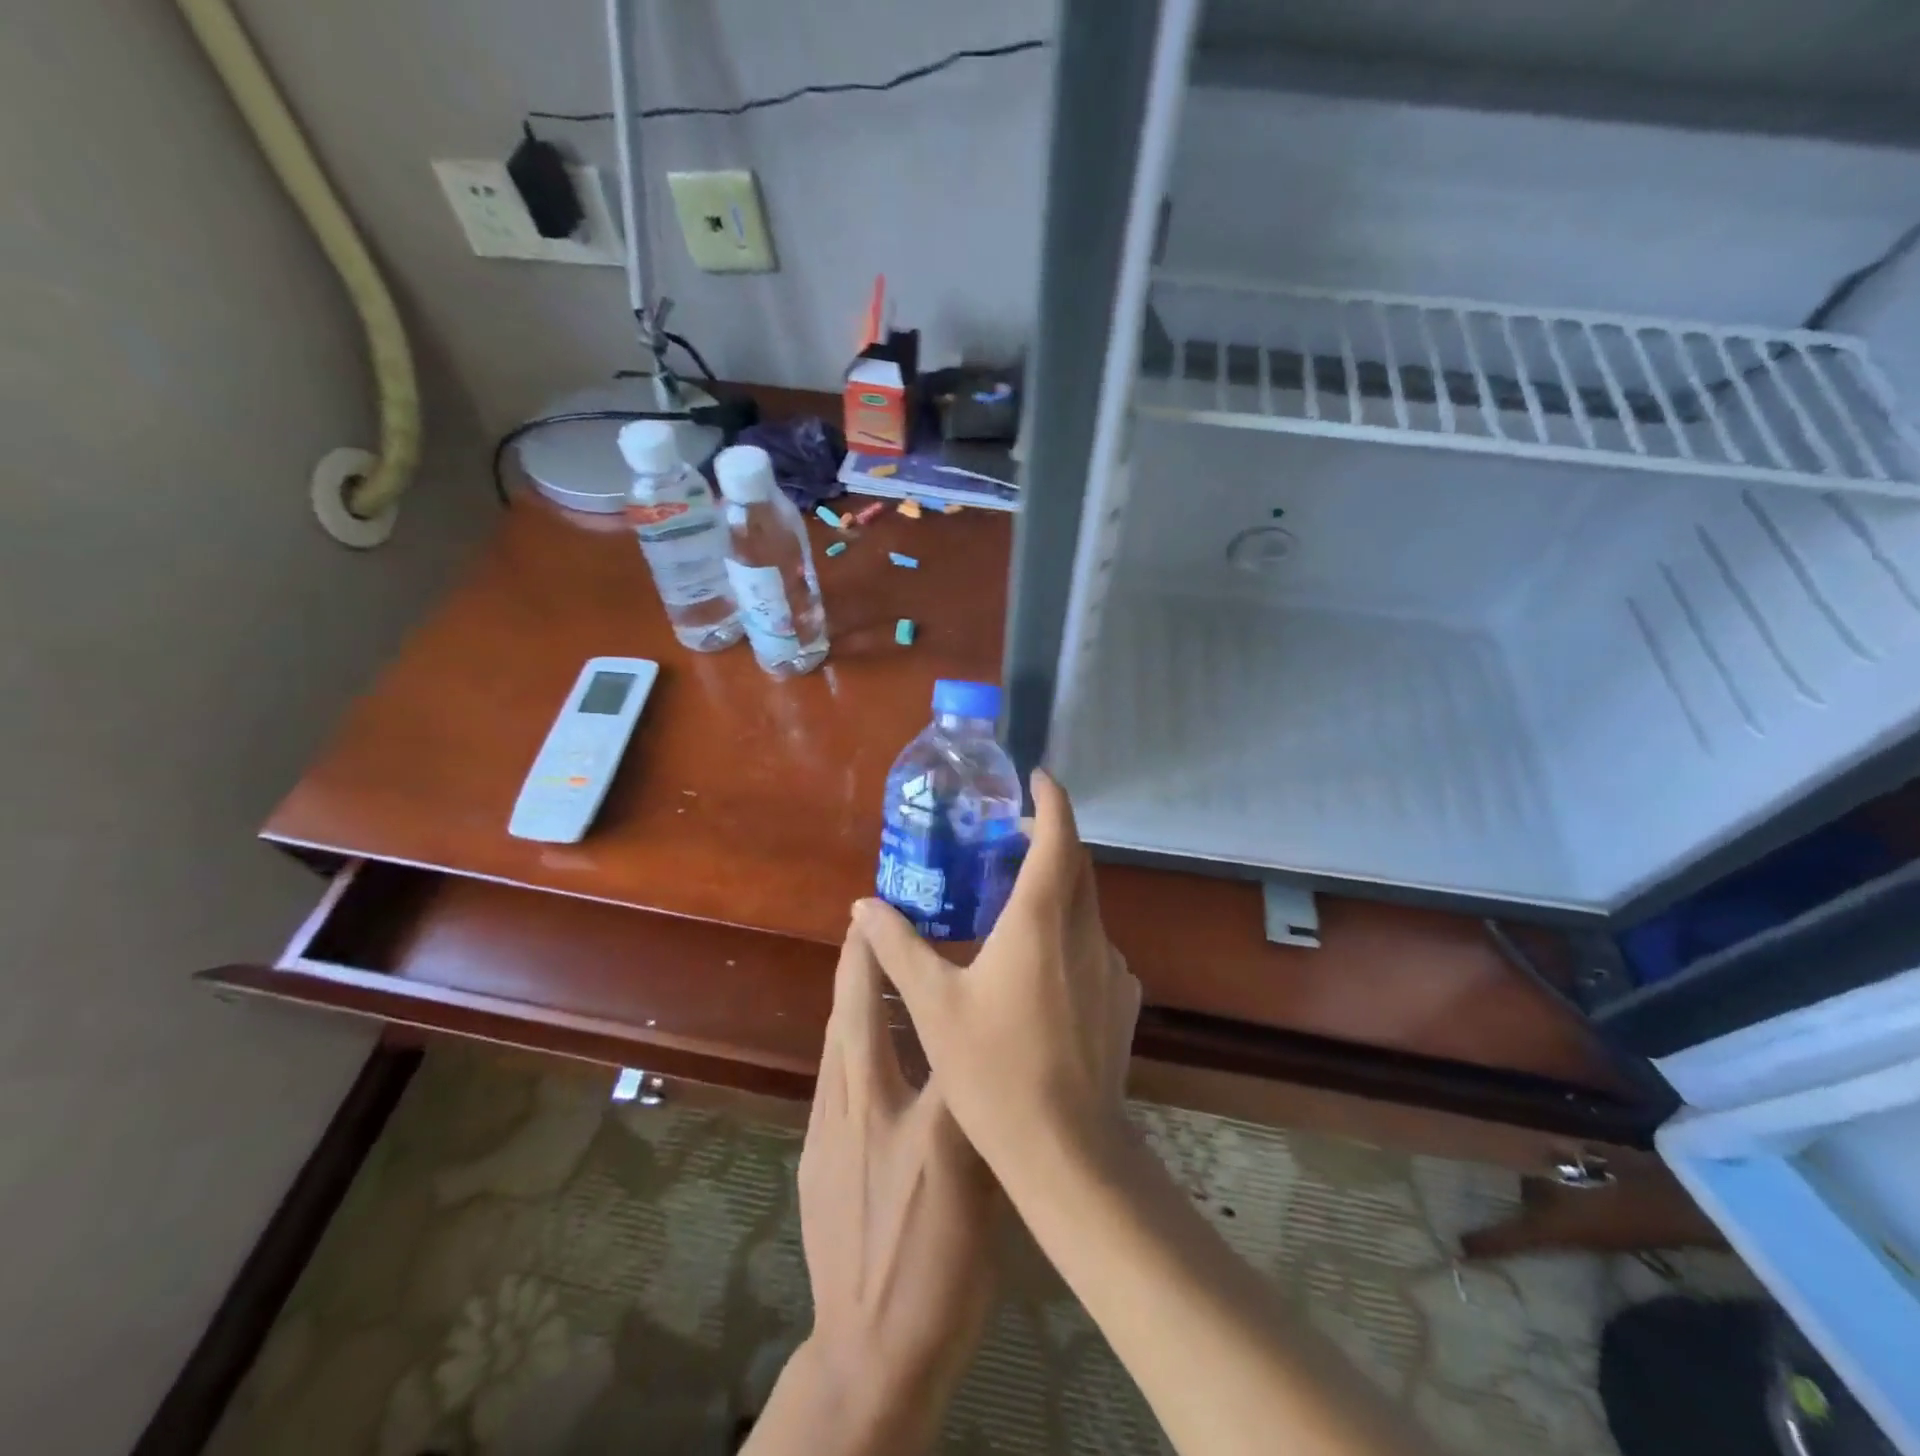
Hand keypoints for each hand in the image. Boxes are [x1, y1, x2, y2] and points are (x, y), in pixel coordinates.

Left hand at [762, 919, 1000, 1454]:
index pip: (908, 1020)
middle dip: (855, 963)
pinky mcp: (814, 1157)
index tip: (889, 917)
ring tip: (858, 964)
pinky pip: (829, 1078)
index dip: (895, 962)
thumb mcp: (981, 1189)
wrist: (872, 1350)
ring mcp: (830, 1134)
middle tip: (860, 922)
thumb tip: (986, 1054)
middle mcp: (863, 1109)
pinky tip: (855, 1042)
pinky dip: (842, 1042)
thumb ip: (980, 1113)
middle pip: (852, 1017)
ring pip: (834, 1044)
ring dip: (845, 998)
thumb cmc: (941, 1268)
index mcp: (914, 1115)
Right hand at [853, 769, 1142, 1185]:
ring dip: (1057, 891)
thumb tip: (863, 906)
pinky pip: (1095, 947)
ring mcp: (1112, 965)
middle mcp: (1085, 930)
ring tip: (1015, 908)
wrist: (1067, 1149)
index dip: (1050, 799)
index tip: (1035, 778)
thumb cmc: (993, 1069)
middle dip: (1049, 839)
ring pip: (1087, 907)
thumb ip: (897, 946)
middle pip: (1077, 864)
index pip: (1058, 835)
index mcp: (1041, 918)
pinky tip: (1041, 972)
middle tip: (1008, 841)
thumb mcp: (933, 1004)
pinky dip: (1069, 935)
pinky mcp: (1124, 999)